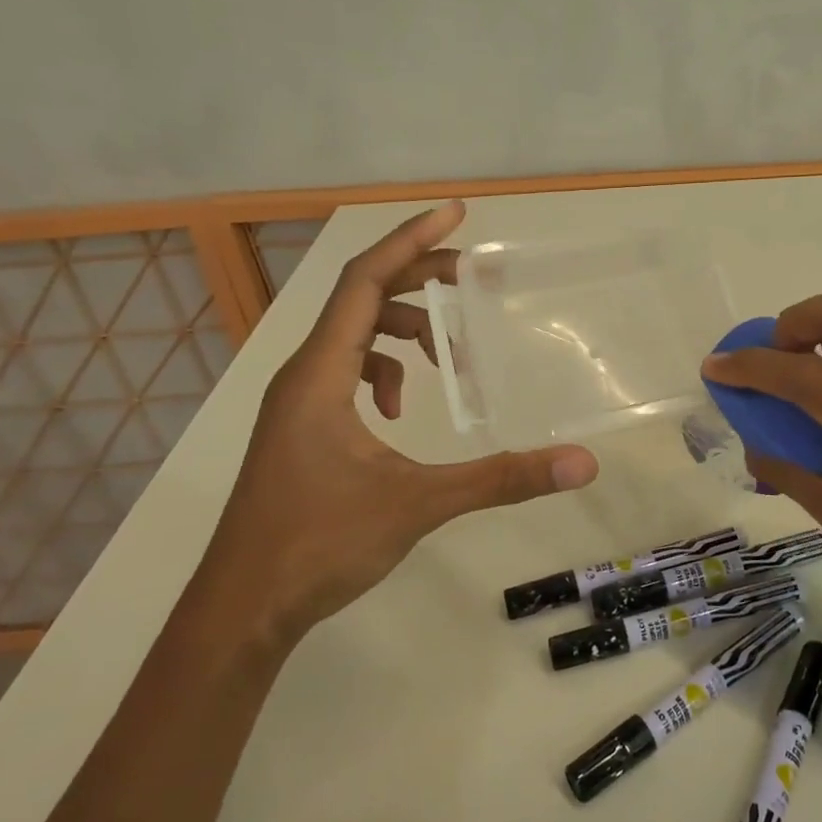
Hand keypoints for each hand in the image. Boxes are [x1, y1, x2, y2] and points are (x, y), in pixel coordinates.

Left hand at [200, 201, 598, 652]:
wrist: (242, 608)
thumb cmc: (319, 544)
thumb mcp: (418, 504)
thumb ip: (500, 478)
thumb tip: (579, 463)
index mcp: (322, 373)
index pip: (365, 279)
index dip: (412, 239)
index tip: (457, 213)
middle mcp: (303, 374)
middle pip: (361, 296)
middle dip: (418, 278)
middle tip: (472, 276)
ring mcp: (297, 401)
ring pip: (353, 336)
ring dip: (402, 331)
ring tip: (447, 360)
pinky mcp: (300, 427)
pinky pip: (344, 372)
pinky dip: (380, 372)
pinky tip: (399, 411)